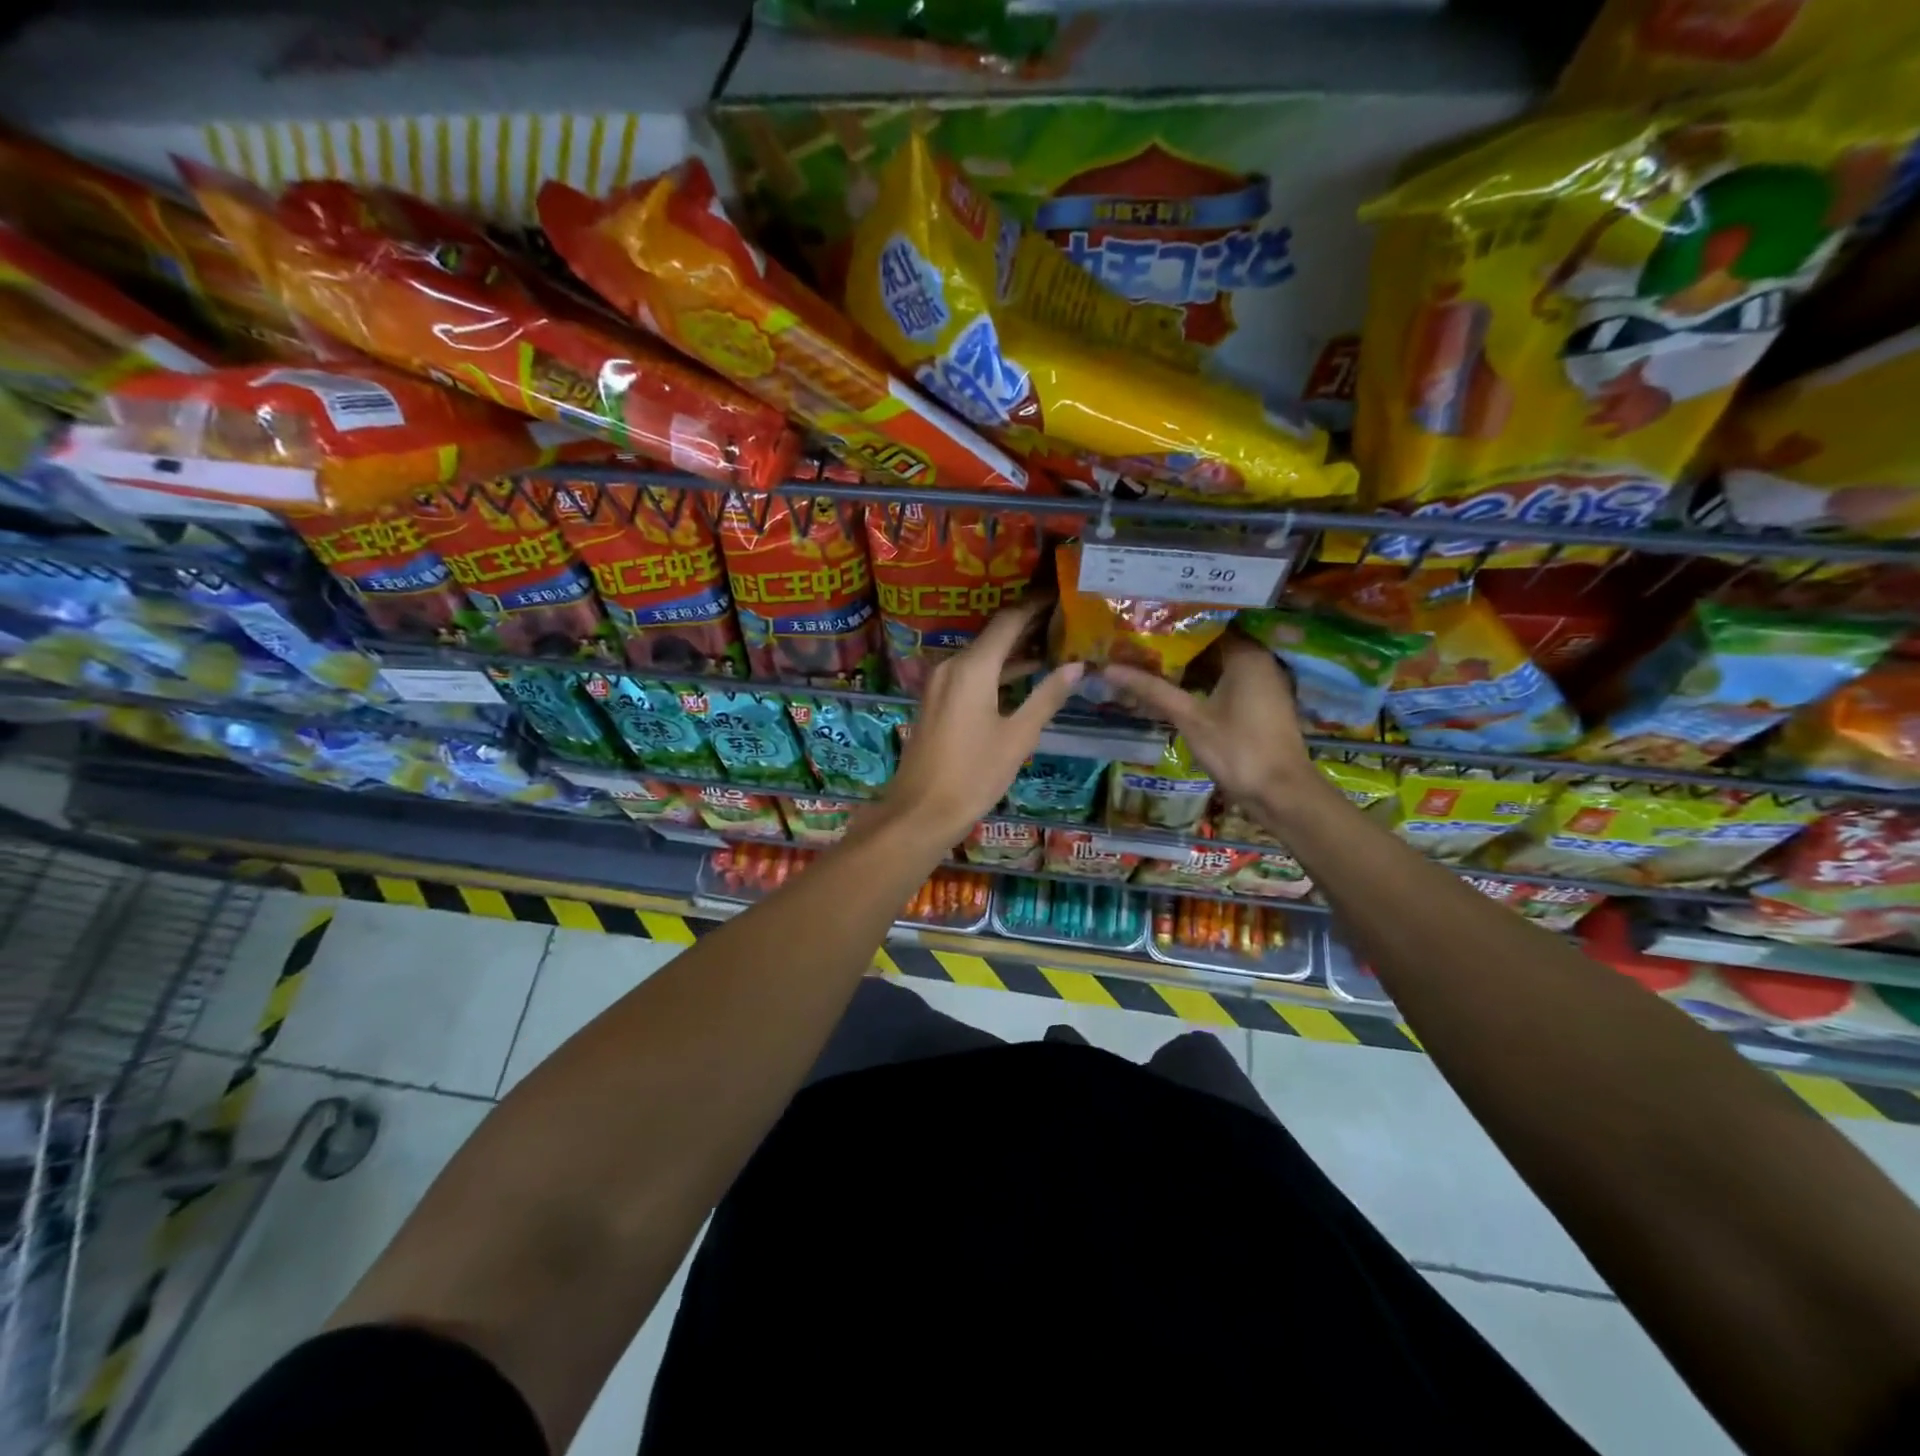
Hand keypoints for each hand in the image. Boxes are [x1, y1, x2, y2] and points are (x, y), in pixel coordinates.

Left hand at [876, 599, 1083, 849]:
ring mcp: (940, 684)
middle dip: (1029, 627)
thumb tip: (1077, 666)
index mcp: (973, 667)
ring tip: (1054, 645)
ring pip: (983, 656)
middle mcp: (953, 666)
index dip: (1036, 606)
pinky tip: (1024, 677)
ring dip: (1015, 652)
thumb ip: (1047, 697)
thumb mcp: (1018, 736)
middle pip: (994, 636)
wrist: (921, 811)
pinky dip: (998, 672)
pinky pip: (971, 675)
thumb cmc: (974, 774)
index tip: (1062, 595)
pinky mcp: (937, 702)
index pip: (1009, 621)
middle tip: (1066, 620)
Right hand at [1101, 631, 1318, 820]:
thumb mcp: (1189, 718)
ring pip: (1220, 664)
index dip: (1174, 623)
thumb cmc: (1237, 749)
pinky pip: (1229, 681)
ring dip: (1190, 666)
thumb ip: (1152, 690)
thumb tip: (1109, 668)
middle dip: (1177, 645)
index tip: (1143, 622)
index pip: (1207, 623)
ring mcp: (1264, 683)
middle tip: (1138, 643)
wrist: (1281, 793)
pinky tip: (1176, 688)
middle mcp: (1260, 661)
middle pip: (1212, 643)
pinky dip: (1204, 682)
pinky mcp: (1262, 703)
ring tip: (1149, 661)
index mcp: (1246, 655)